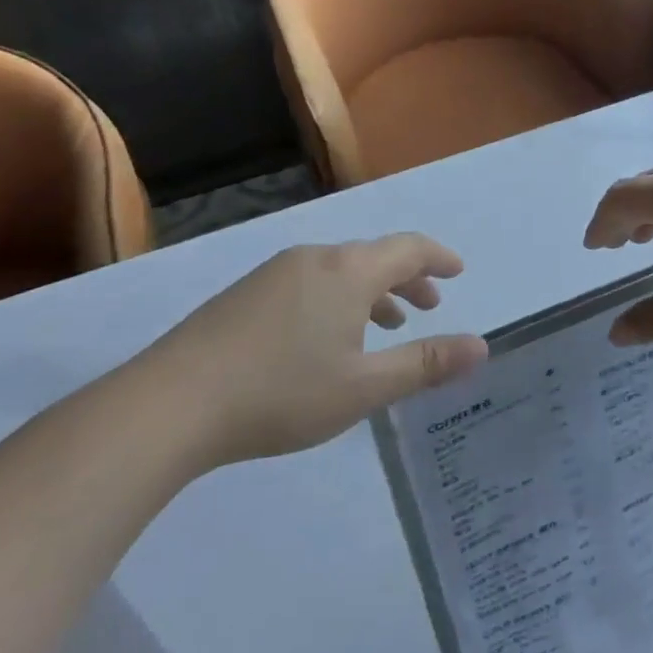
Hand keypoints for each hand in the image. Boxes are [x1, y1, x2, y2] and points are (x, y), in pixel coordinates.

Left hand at [142, 236, 488, 466]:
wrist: (170, 404)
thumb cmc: (281, 393)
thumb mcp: (364, 387)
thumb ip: (425, 364)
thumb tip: (482, 346)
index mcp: (349, 271)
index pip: (408, 248)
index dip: (438, 258)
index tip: (457, 272)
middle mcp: (315, 259)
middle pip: (374, 256)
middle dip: (408, 279)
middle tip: (429, 307)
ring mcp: (275, 273)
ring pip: (341, 271)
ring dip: (373, 292)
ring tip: (386, 325)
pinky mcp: (245, 294)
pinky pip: (311, 282)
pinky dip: (338, 299)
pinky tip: (327, 338)